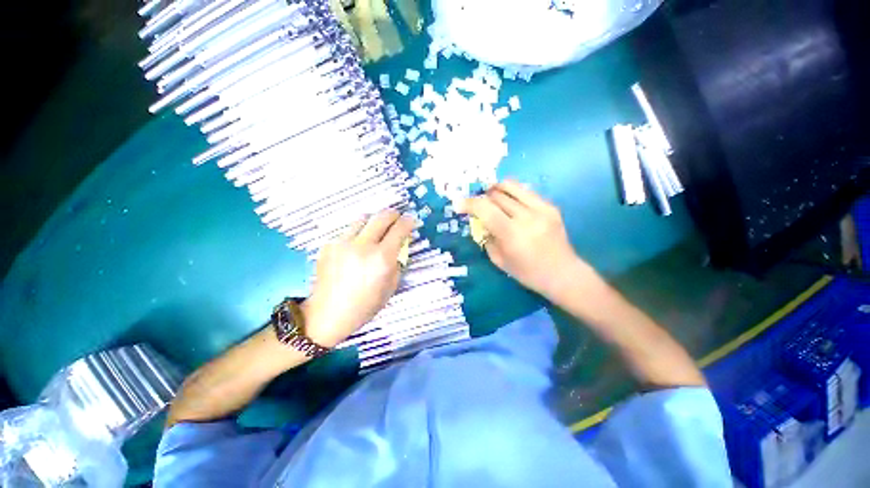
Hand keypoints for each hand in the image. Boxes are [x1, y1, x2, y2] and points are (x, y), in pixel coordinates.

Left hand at [301, 210, 414, 347]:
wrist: (328, 314)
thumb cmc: (365, 305)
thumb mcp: (391, 286)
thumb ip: (397, 261)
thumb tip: (399, 245)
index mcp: (381, 258)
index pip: (399, 229)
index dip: (408, 221)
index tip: (411, 220)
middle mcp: (362, 245)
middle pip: (381, 216)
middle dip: (393, 214)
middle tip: (397, 219)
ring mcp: (343, 243)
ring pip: (363, 219)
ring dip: (374, 222)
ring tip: (375, 232)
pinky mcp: (329, 245)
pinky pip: (348, 232)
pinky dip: (357, 235)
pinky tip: (355, 249)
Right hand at [457, 180, 588, 299]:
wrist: (563, 273)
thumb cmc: (528, 273)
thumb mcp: (499, 260)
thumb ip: (487, 237)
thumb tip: (480, 221)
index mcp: (512, 234)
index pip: (485, 209)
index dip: (468, 203)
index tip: (458, 204)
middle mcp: (527, 217)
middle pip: (496, 195)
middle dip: (481, 197)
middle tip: (476, 205)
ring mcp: (541, 209)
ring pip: (511, 187)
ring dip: (495, 189)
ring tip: (490, 196)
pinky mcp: (551, 206)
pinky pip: (525, 191)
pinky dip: (512, 193)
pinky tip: (509, 201)